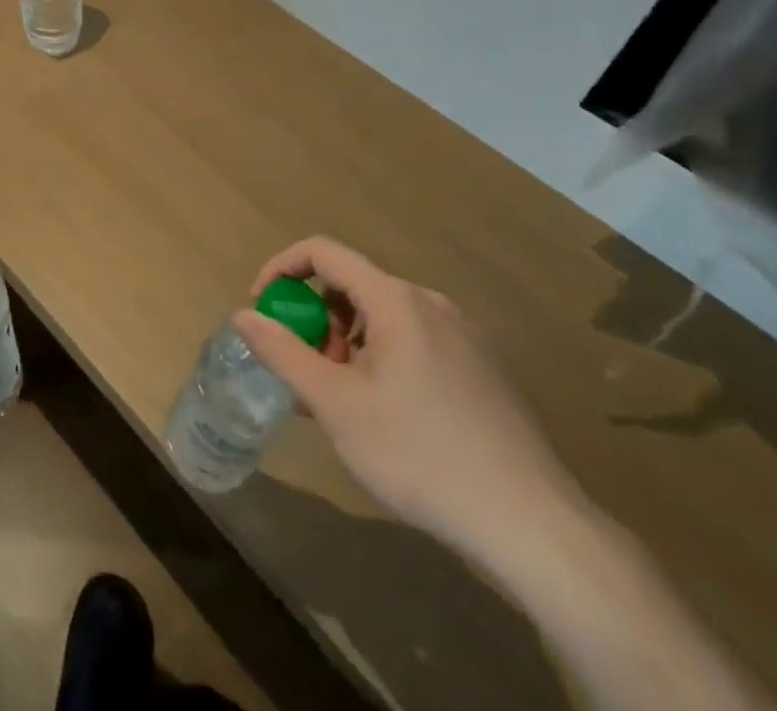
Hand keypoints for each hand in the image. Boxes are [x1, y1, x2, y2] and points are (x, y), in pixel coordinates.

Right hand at [234, 238, 586, 567]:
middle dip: (317, 319)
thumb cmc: (420, 454)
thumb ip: (283, 353)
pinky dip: (383, 358)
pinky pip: (416, 341)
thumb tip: (243, 314)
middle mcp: (431, 304)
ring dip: (349, 343)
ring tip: (342, 400)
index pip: (323, 252)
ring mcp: (464, 336)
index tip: (262, 307)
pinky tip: (385, 414)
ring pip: (385, 317)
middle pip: (354, 286)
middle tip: (306, 370)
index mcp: (396, 299)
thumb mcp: (336, 405)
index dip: (282, 268)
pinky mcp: (484, 369)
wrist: (533, 524)